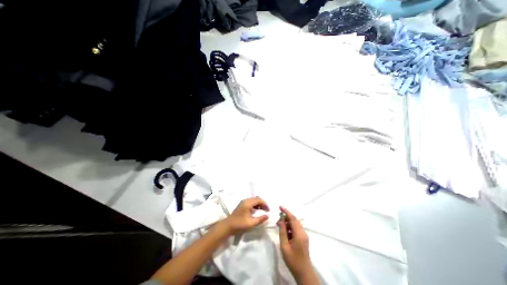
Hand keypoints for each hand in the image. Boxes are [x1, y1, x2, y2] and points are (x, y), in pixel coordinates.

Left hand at [221, 197, 268, 234]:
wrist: (228, 226)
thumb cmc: (239, 224)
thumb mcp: (251, 223)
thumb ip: (260, 219)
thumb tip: (267, 216)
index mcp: (248, 203)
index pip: (259, 200)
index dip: (265, 204)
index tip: (269, 210)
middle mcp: (246, 200)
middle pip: (256, 199)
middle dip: (262, 203)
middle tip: (267, 210)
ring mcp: (243, 202)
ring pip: (254, 200)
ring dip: (259, 204)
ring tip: (263, 210)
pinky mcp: (242, 205)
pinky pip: (251, 202)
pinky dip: (255, 205)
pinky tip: (256, 211)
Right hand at [277, 206, 313, 279]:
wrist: (303, 273)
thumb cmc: (293, 260)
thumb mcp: (284, 246)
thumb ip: (283, 231)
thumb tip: (281, 220)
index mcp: (299, 234)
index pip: (293, 218)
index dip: (286, 211)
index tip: (280, 207)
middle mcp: (303, 232)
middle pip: (294, 220)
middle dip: (286, 217)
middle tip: (277, 220)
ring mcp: (304, 236)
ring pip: (295, 224)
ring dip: (288, 223)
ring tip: (279, 225)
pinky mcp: (303, 239)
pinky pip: (296, 229)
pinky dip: (290, 227)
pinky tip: (285, 231)